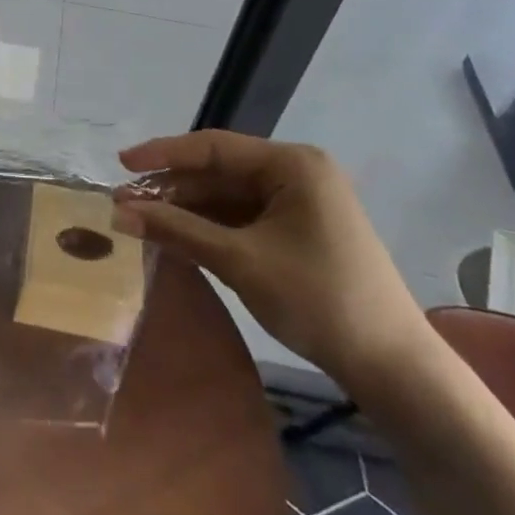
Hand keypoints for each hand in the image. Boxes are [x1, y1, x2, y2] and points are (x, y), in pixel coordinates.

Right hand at [113, 132, 431, 399]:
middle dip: (172, 188)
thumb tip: (120, 214)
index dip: (163, 153)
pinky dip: (212, 227)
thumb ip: (179, 230)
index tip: (121, 163)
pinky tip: (179, 236)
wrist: (394, 368)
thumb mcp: (240, 261)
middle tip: (124, 203)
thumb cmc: (318, 300)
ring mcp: (301, 202)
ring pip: (230, 196)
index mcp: (292, 164)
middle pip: (220, 170)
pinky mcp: (301, 230)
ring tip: (142, 221)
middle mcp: (297, 172)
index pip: (214, 147)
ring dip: (188, 209)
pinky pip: (245, 217)